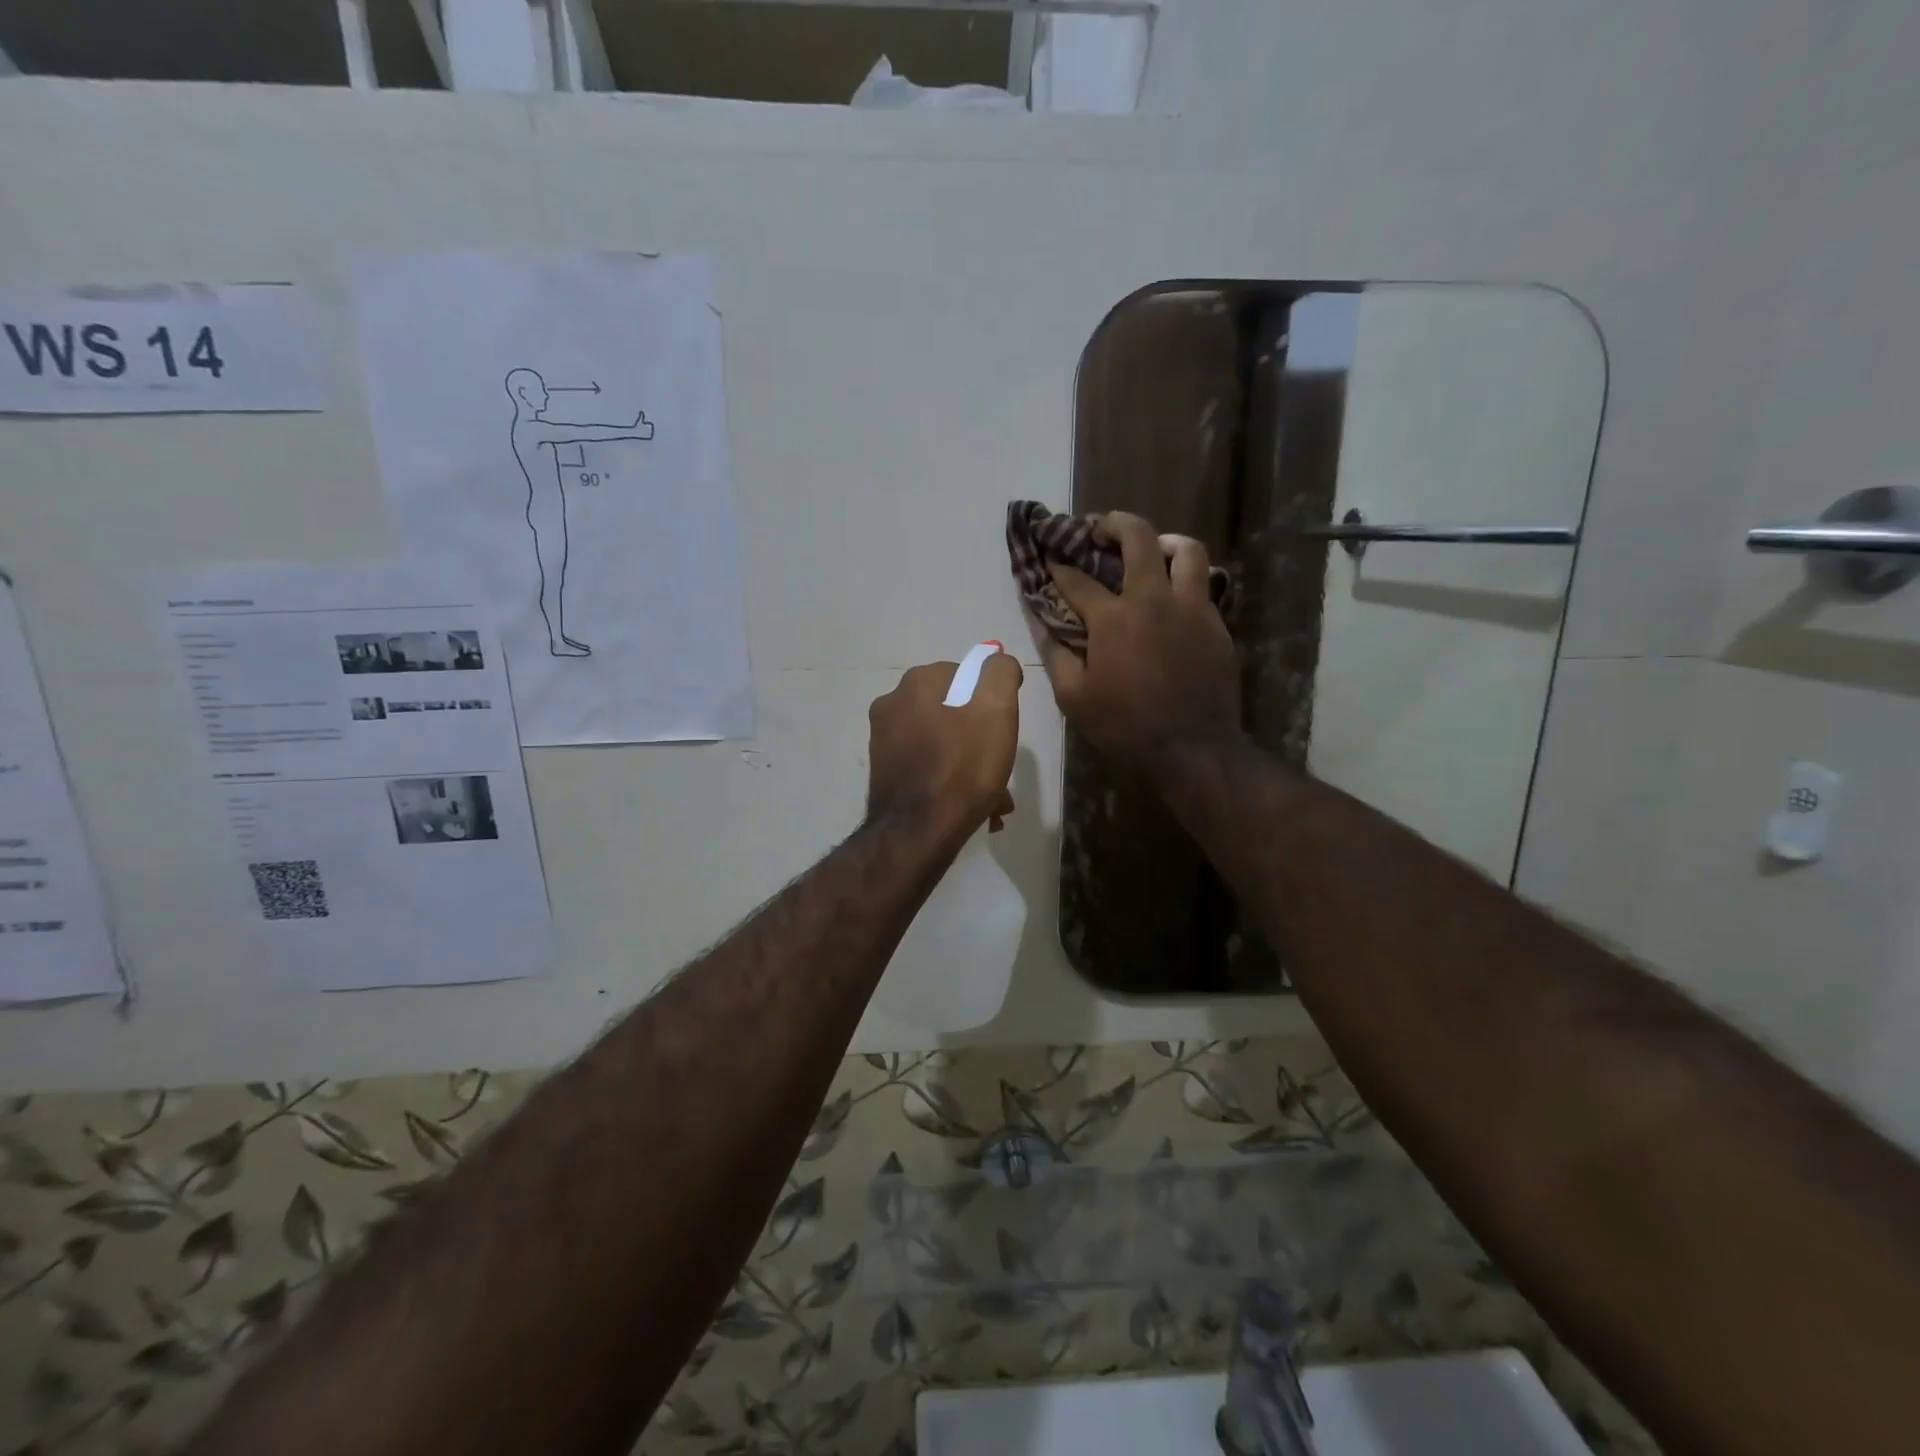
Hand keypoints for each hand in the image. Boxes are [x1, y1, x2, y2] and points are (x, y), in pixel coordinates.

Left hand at [866, 654, 1022, 841]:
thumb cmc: (963, 768)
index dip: (992, 701)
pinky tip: (970, 807)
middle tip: (1000, 766)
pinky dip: (949, 779)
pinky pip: (926, 766)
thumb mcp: (996, 710)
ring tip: (992, 797)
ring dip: (968, 763)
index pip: (967, 675)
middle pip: (953, 711)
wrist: (918, 833)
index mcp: (917, 683)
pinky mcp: (883, 772)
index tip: (1004, 730)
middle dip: (980, 737)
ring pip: (942, 742)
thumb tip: (996, 659)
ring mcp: (883, 740)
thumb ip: (1000, 673)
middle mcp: (892, 704)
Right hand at [1032, 512, 1241, 778]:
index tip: (1050, 559)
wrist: (1192, 748)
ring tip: (1151, 550)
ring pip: (1186, 549)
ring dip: (1164, 541)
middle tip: (1101, 529)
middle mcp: (1153, 600)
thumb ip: (1056, 655)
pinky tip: (1174, 595)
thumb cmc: (1125, 726)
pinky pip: (1204, 584)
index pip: (1078, 580)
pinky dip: (1185, 579)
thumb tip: (1042, 624)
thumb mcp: (1074, 697)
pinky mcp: (1216, 623)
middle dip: (1115, 524)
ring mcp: (1191, 608)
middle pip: (1138, 538)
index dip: (1059, 567)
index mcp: (1113, 618)